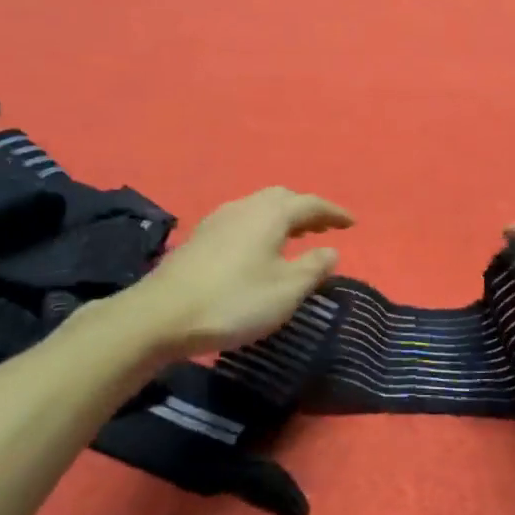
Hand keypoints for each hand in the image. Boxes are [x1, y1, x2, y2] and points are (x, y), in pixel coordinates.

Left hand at [140, 188, 353, 356]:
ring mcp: (218, 220)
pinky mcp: (200, 237)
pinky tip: (259, 250)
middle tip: (322, 228)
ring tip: (295, 238)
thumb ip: (313, 267)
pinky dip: (261, 228)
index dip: (333, 213)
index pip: (310, 203)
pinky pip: (242, 222)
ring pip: (259, 208)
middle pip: (282, 198)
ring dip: (282, 219)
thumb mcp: (286, 290)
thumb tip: (331, 250)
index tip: (352, 223)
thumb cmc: (234, 300)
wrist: (162, 315)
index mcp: (270, 213)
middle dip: (306, 210)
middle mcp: (244, 207)